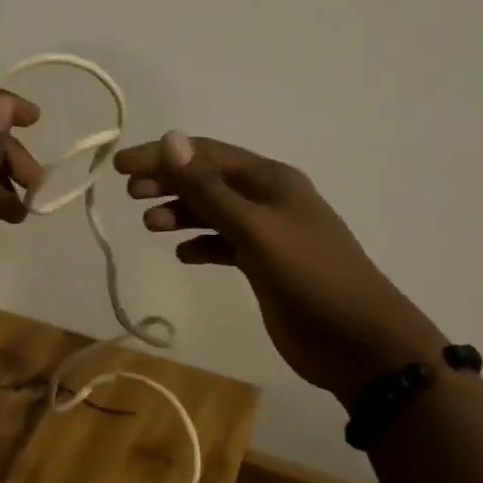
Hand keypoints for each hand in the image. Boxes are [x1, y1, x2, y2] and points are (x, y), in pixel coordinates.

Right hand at [114, 133, 446, 406]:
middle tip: (130, 194)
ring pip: (214, 212)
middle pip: (208, 180)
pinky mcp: (266, 266)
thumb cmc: (310, 277)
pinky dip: (202, 245)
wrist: (361, 343)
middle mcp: (269, 199)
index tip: (121, 166)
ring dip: (182, 213)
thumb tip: (171, 138)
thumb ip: (210, 188)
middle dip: (169, 182)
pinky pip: (225, 245)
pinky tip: (183, 255)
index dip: (163, 156)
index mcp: (271, 180)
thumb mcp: (255, 229)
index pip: (206, 154)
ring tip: (151, 225)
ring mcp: (269, 234)